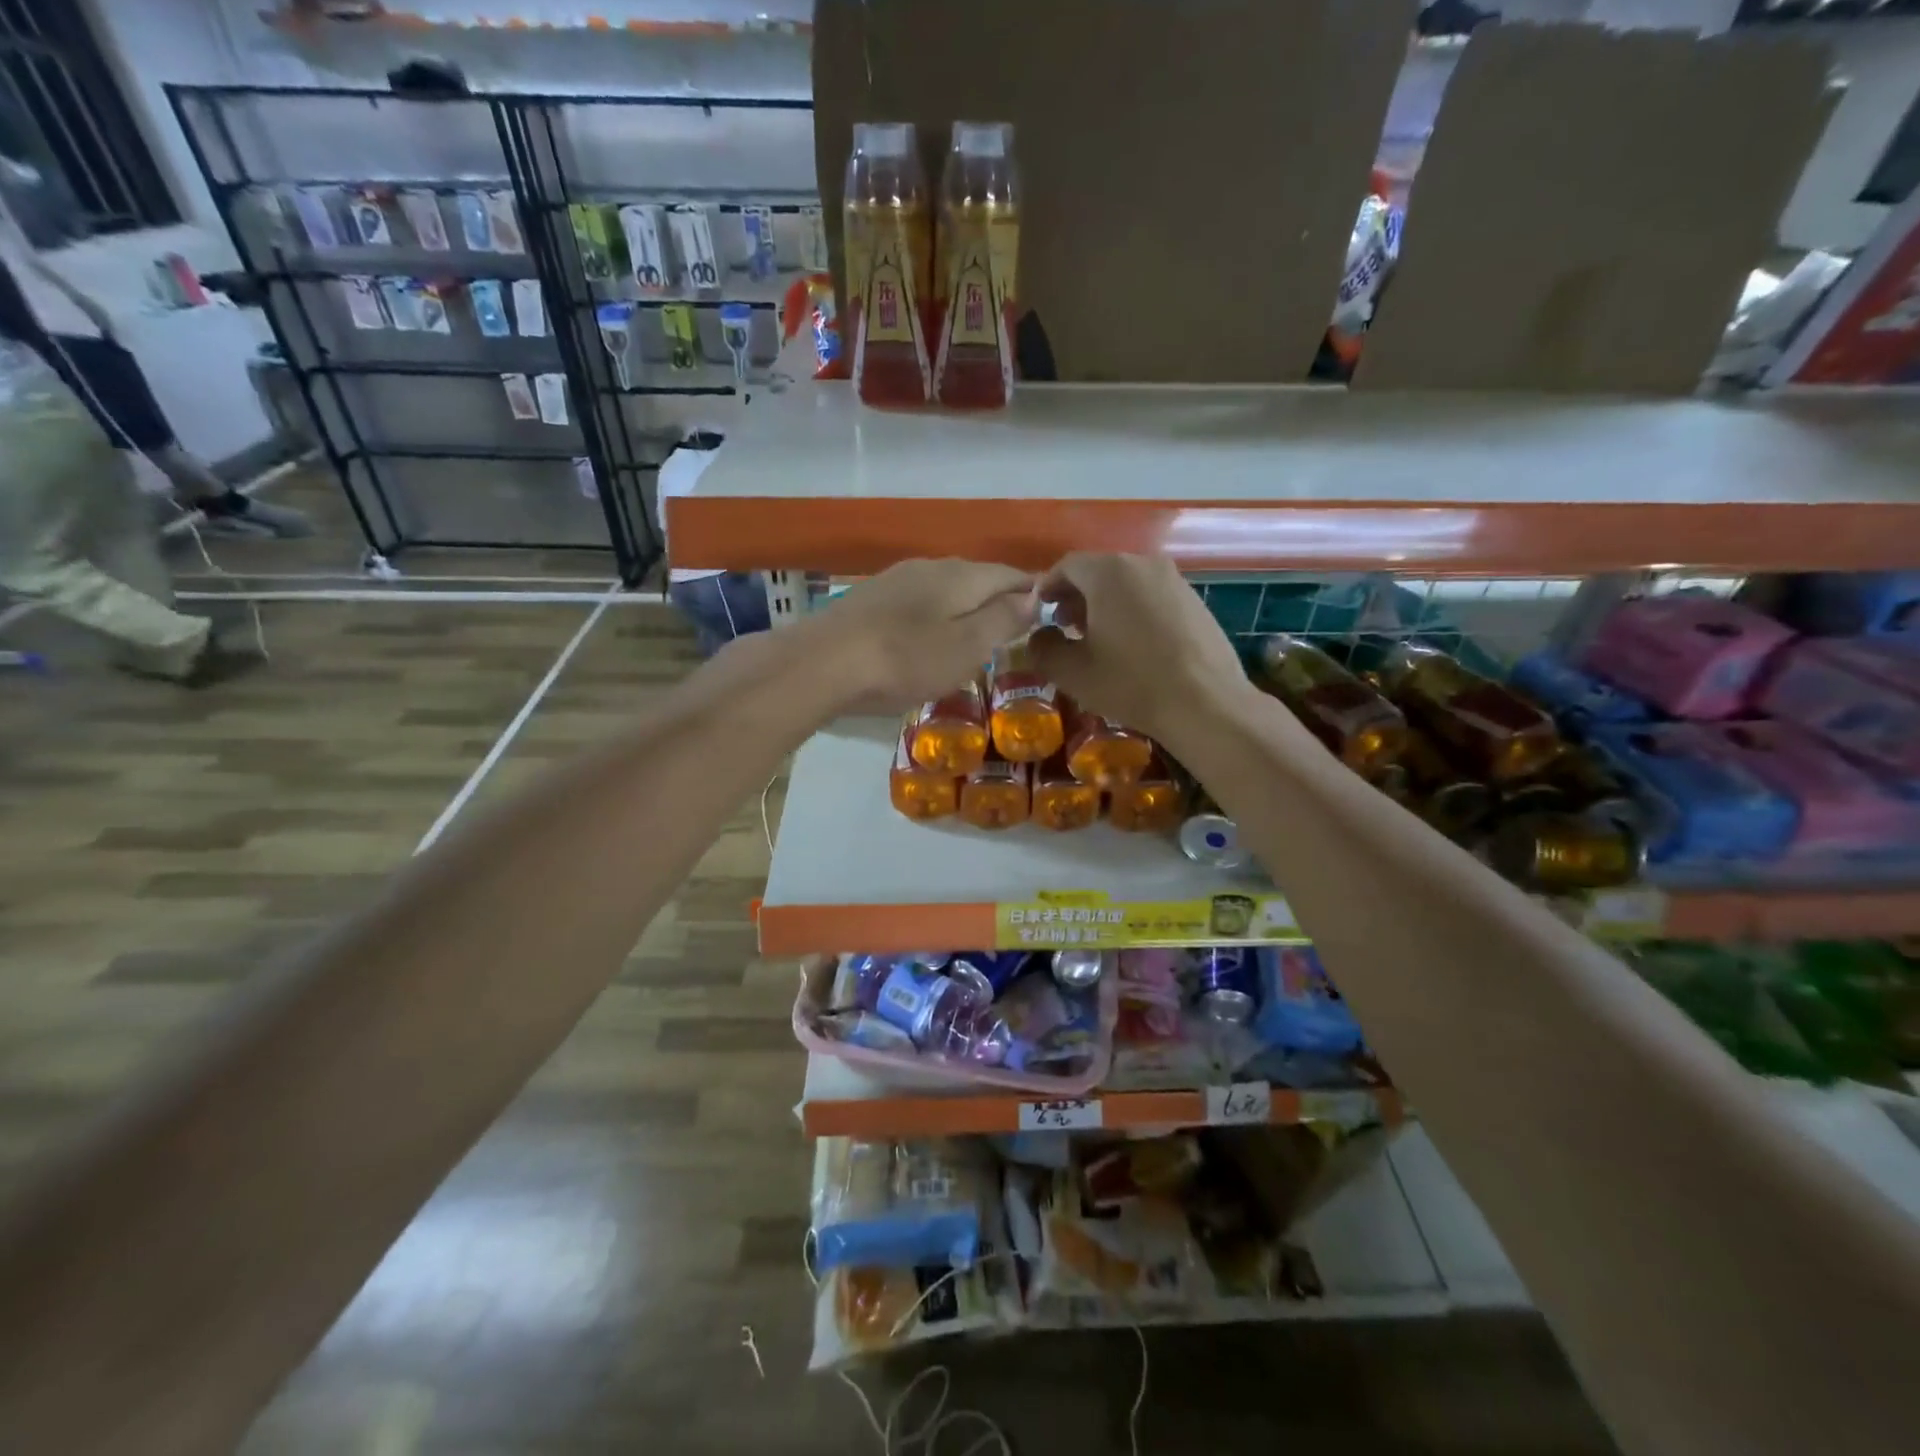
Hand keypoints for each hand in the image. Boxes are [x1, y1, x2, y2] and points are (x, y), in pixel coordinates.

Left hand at [800, 558, 1038, 713]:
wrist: (823, 662)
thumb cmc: (905, 659)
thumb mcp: (966, 647)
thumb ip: (1003, 620)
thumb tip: (1035, 597)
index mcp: (962, 575)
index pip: (1012, 574)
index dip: (1034, 592)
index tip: (1049, 614)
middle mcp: (932, 566)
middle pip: (978, 578)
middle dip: (999, 600)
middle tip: (1015, 632)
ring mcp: (897, 579)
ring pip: (946, 589)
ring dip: (965, 609)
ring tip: (975, 638)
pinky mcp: (871, 598)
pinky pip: (918, 602)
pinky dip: (935, 617)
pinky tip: (927, 639)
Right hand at [1029, 553, 1251, 745]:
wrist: (1205, 703)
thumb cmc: (1131, 683)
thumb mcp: (1073, 672)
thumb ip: (1043, 648)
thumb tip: (1038, 637)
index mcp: (1109, 572)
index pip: (1067, 565)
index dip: (1048, 587)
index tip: (1039, 612)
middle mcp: (1143, 564)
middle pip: (1099, 570)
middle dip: (1077, 595)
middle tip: (1065, 627)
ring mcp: (1174, 580)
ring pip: (1127, 582)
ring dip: (1106, 603)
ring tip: (1099, 638)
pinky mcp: (1195, 600)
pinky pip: (1152, 596)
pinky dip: (1134, 610)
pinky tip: (1134, 645)